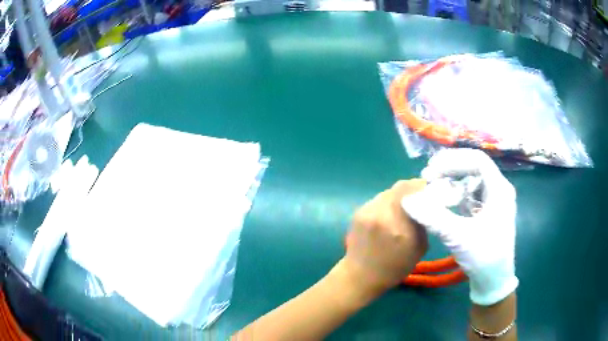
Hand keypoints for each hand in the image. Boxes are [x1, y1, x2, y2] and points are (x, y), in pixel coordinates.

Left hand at [342, 179, 428, 297]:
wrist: (360, 275)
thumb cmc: (395, 267)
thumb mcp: (420, 248)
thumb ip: (423, 222)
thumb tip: (426, 203)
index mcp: (400, 227)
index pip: (413, 192)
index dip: (423, 187)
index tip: (430, 190)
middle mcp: (382, 214)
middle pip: (400, 187)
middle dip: (412, 188)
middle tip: (419, 195)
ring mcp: (368, 211)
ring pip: (388, 192)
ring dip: (399, 195)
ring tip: (405, 205)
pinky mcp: (359, 212)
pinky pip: (378, 199)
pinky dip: (388, 202)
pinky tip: (390, 213)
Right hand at [402, 149, 517, 305]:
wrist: (493, 282)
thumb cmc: (484, 258)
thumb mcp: (459, 237)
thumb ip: (433, 217)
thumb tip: (407, 200)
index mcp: (500, 190)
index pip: (478, 160)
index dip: (453, 161)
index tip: (431, 171)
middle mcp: (499, 190)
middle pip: (474, 167)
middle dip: (450, 169)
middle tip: (428, 177)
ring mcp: (494, 201)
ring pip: (472, 180)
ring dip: (452, 180)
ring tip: (433, 187)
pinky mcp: (488, 212)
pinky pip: (471, 194)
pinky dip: (456, 194)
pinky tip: (444, 201)